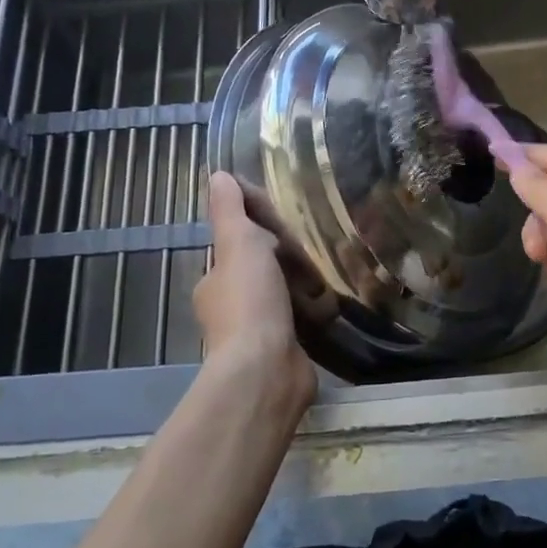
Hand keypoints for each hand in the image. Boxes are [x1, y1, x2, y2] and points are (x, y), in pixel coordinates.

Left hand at [193, 173, 316, 416]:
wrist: (266, 373)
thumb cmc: (250, 302)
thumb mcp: (239, 244)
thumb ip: (230, 211)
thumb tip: (217, 174)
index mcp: (215, 280)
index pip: (238, 243)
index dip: (261, 229)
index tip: (286, 225)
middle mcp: (230, 306)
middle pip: (263, 269)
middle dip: (288, 260)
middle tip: (313, 252)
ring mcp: (256, 332)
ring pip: (283, 295)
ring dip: (304, 287)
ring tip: (328, 277)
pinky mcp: (282, 352)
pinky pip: (299, 321)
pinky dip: (313, 312)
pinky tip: (332, 306)